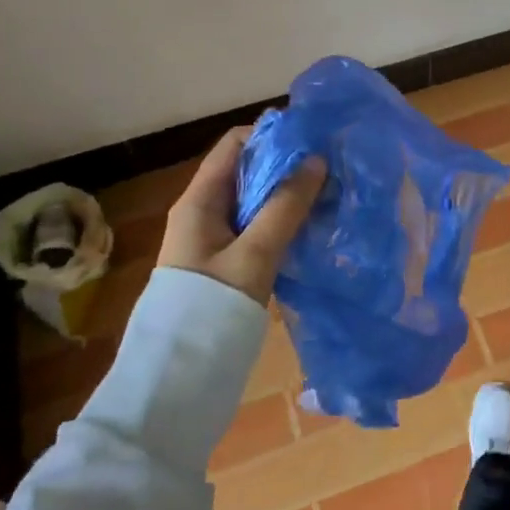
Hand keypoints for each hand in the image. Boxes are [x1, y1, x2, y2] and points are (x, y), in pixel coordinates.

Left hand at [157, 127, 325, 305]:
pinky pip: (256, 228)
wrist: (180, 373)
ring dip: (288, 195)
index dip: (272, 136)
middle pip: (247, 171)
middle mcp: (203, 211)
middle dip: (287, 166)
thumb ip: (286, 206)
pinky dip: (282, 221)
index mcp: (199, 200)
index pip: (235, 144)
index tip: (312, 142)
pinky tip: (311, 228)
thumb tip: (317, 161)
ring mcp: (214, 239)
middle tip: (329, 171)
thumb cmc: (212, 305)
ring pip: (255, 201)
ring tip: (328, 196)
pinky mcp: (225, 263)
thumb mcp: (254, 253)